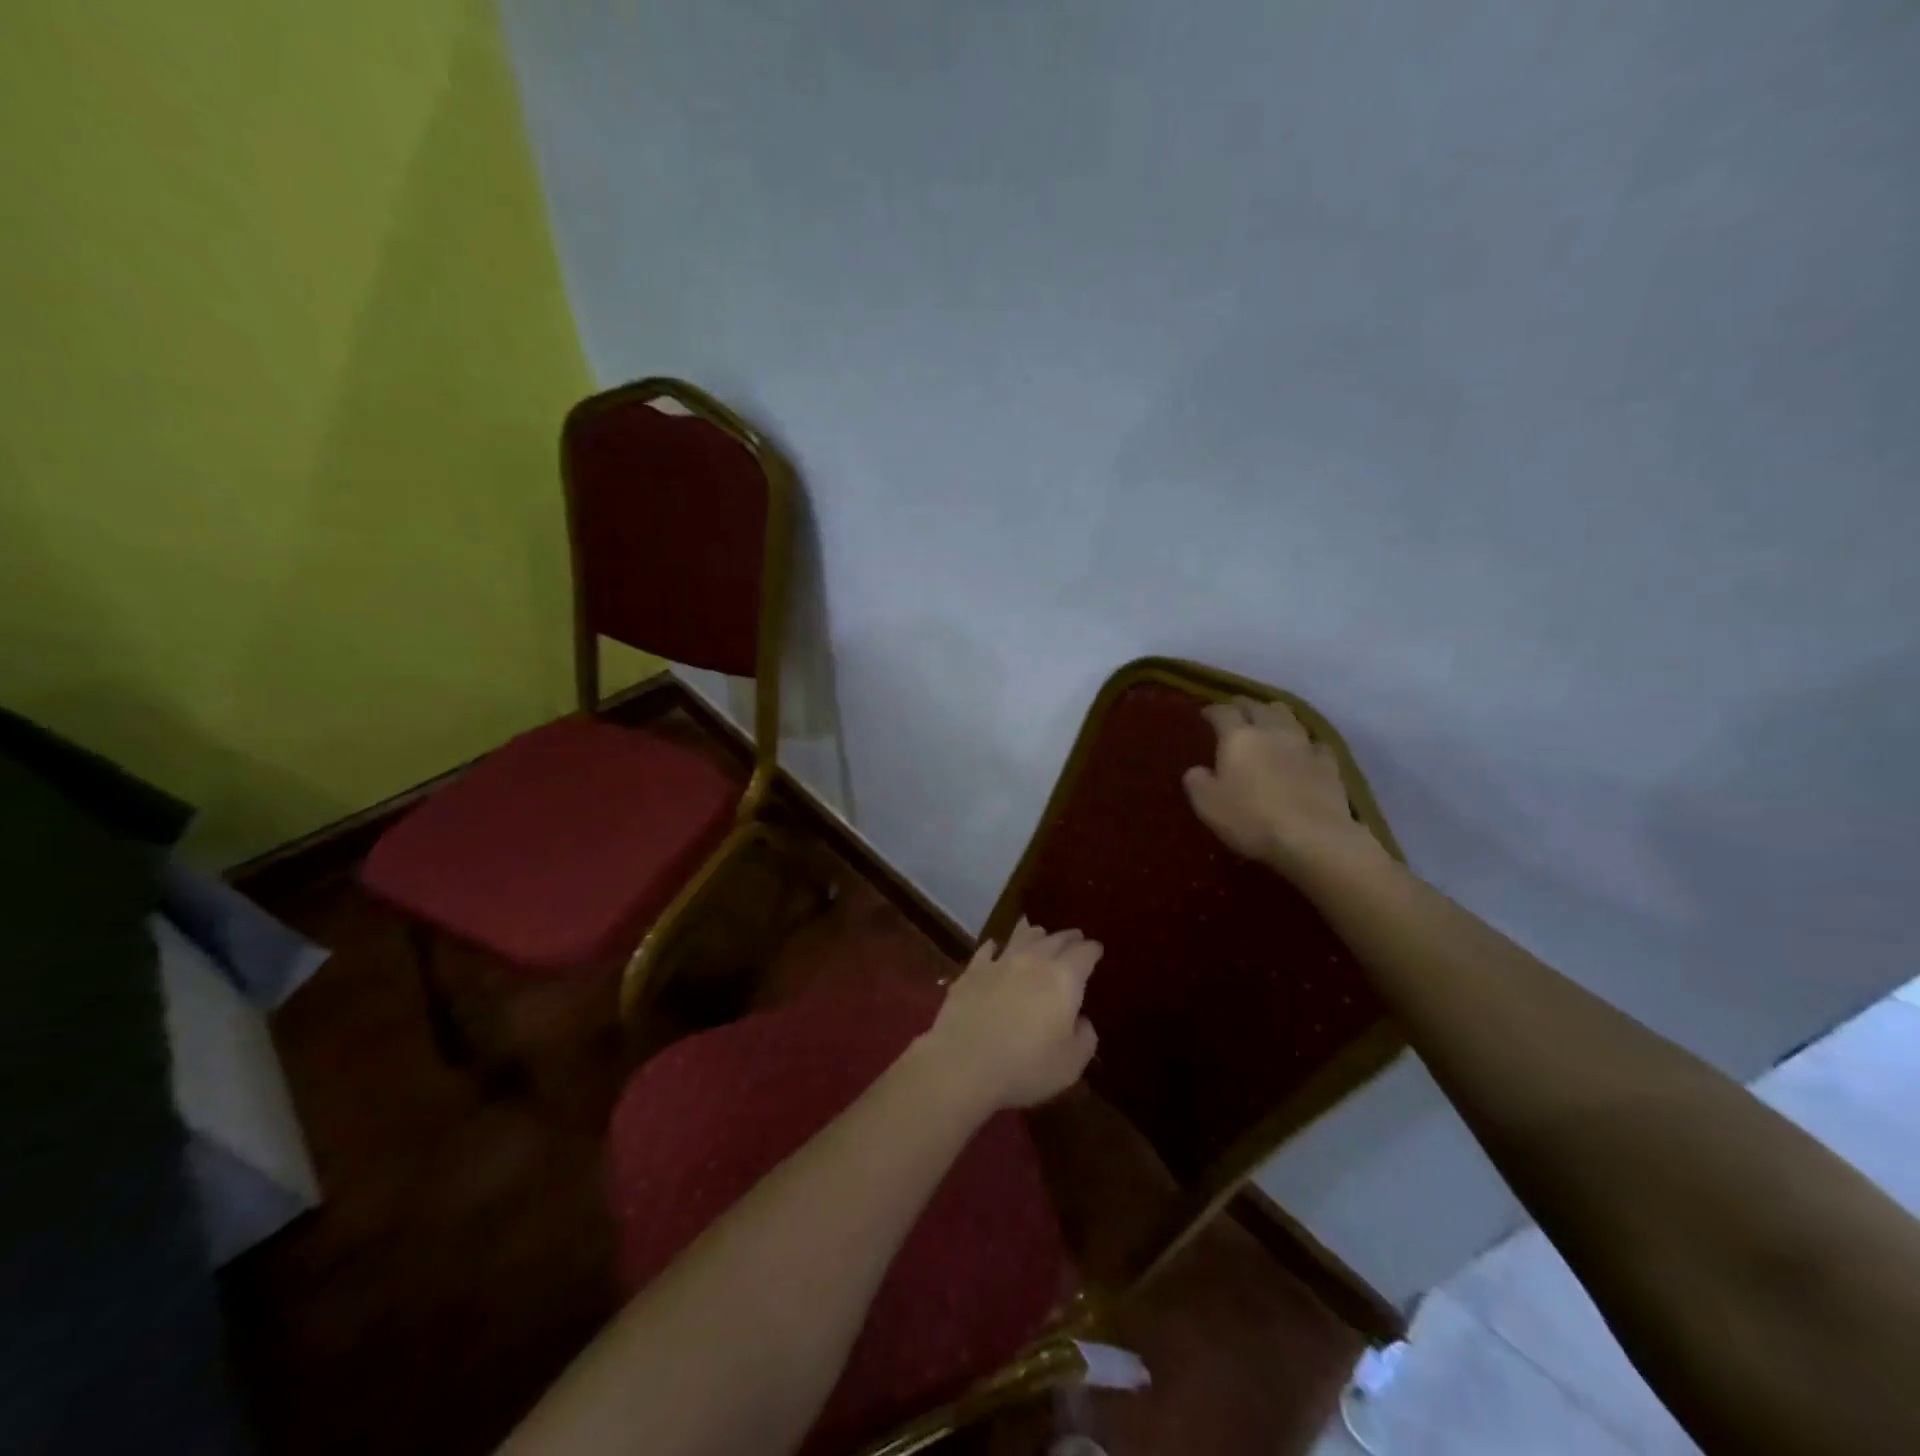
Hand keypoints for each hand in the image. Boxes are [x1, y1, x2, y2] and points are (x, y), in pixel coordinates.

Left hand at [916, 919, 1101, 1113]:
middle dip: (1068, 937)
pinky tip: (994, 947)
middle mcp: (1033, 960)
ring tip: (1039, 933)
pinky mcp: (972, 971)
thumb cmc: (1026, 1066)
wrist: (963, 1063)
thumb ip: (1085, 1038)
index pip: (1085, 953)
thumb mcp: (1071, 1064)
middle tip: (1075, 938)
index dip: (1093, 950)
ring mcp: (999, 962)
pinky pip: (987, 950)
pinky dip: (995, 946)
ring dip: (1035, 933)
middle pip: (1055, 938)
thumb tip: (1083, 1021)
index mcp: (1064, 978)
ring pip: (1022, 935)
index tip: (1097, 950)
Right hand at [1183, 697, 1382, 873]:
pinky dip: (1304, 744)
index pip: (1223, 712)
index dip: (1212, 710)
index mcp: (1238, 738)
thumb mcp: (1207, 805)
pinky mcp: (1329, 763)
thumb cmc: (1251, 819)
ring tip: (1269, 724)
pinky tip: (1302, 753)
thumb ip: (1197, 782)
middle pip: (1258, 706)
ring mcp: (1304, 745)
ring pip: (1289, 716)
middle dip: (1244, 706)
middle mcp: (1271, 731)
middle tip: (1236, 712)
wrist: (1313, 838)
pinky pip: (1314, 743)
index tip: (1205, 715)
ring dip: (1275, 716)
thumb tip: (1197, 770)